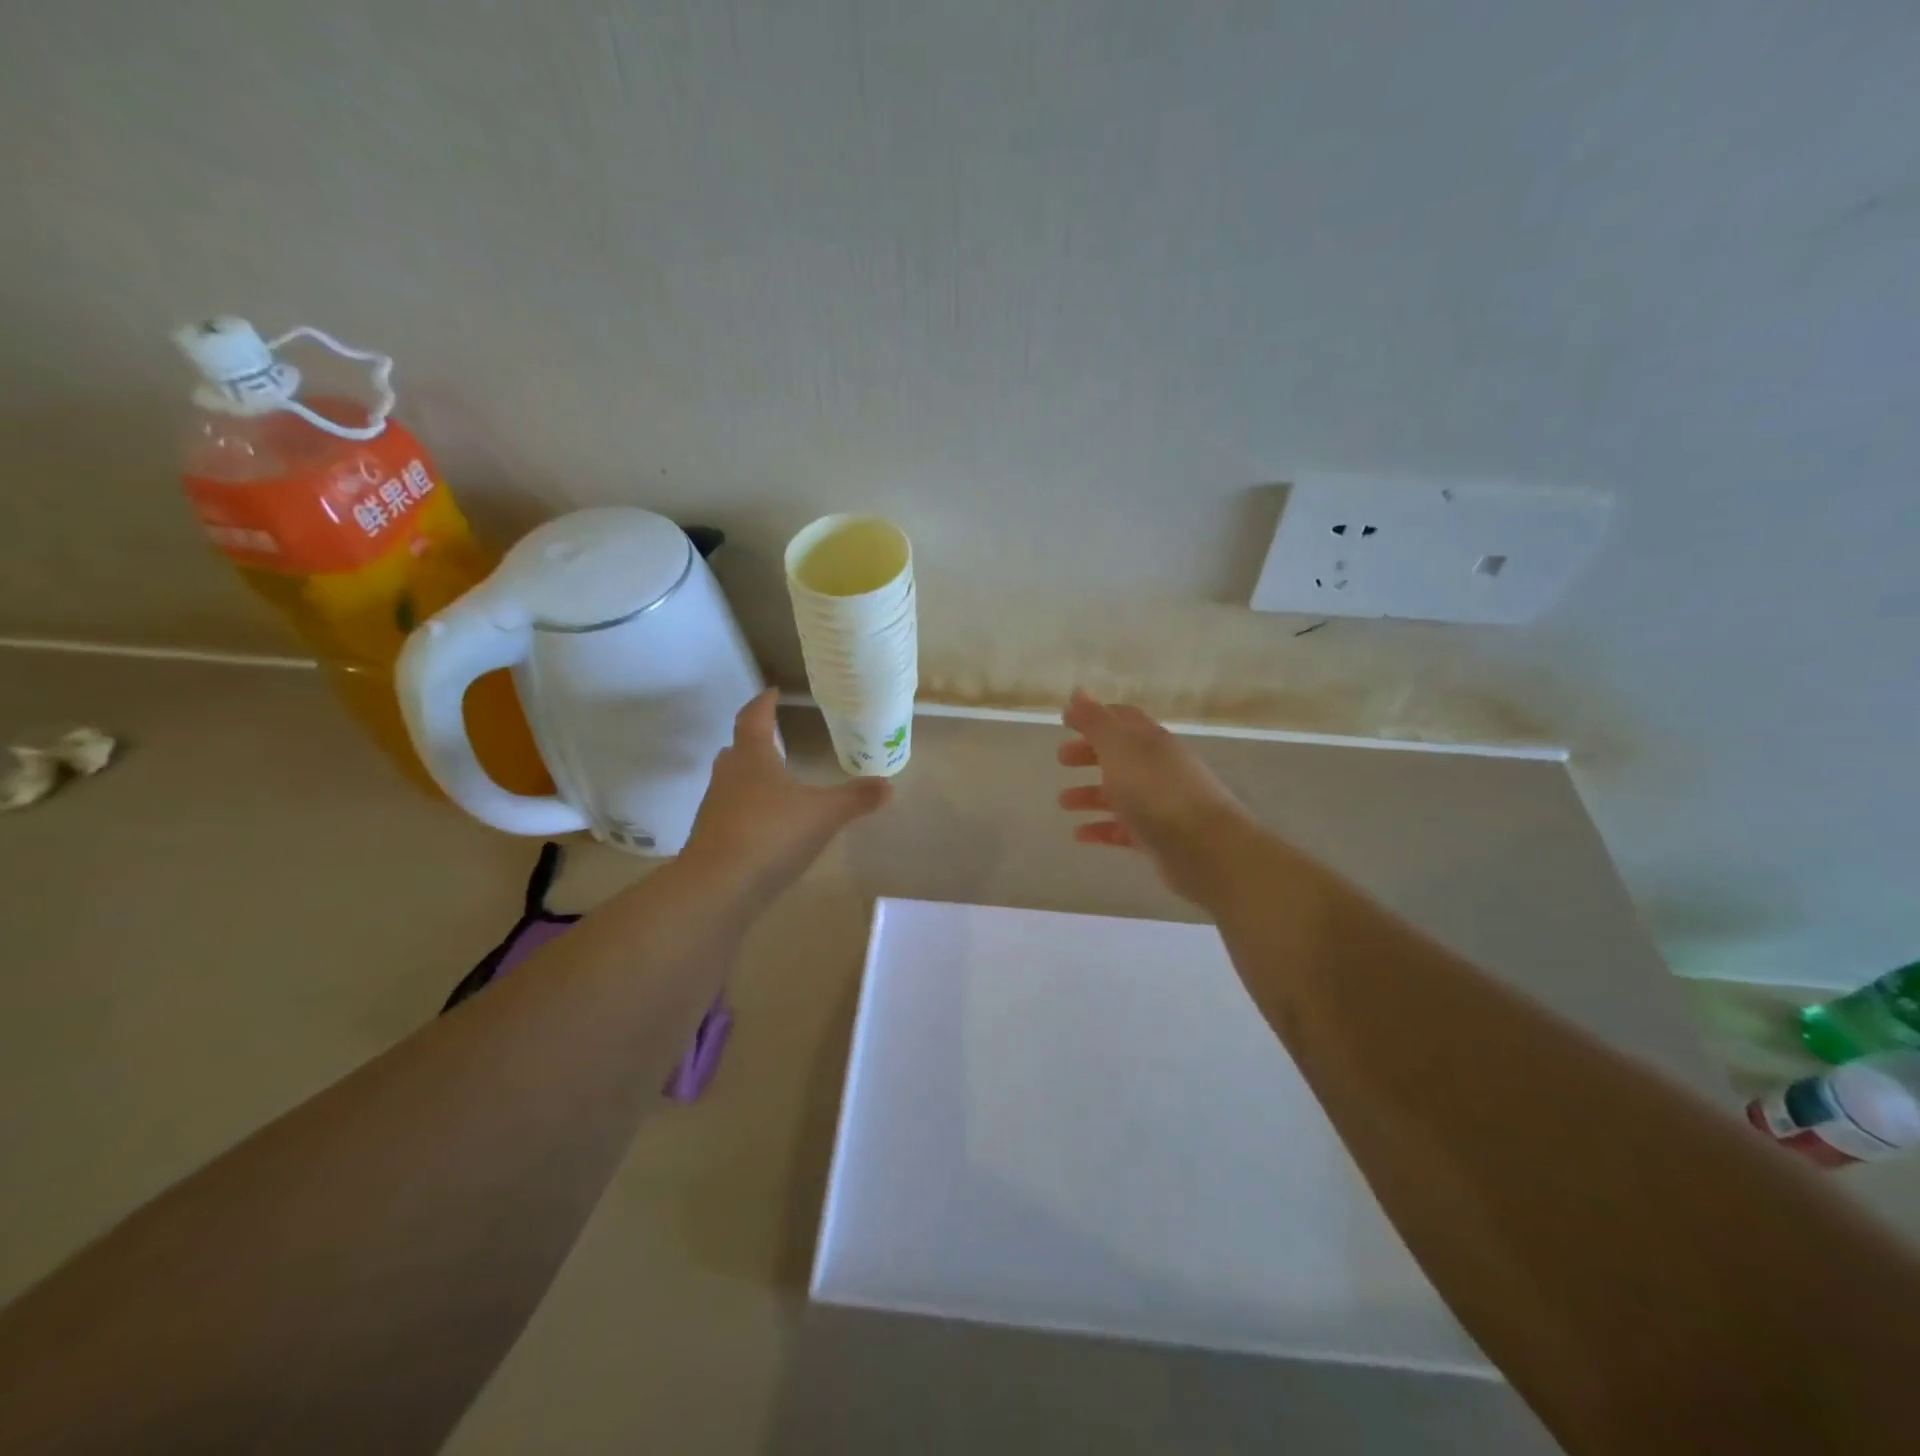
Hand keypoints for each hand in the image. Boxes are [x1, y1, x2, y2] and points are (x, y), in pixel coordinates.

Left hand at [683, 690, 891, 902]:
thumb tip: (889, 785)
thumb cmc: (772, 834)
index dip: (764, 703)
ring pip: (732, 782)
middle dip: (753, 740)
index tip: (772, 692)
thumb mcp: (824, 814)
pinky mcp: (711, 839)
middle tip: (773, 736)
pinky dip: (747, 809)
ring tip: (774, 780)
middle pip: (737, 749)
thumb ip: (855, 799)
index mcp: (753, 758)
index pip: (754, 719)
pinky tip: (767, 824)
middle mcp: (729, 776)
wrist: (718, 887)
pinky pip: (731, 813)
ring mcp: (715, 808)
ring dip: (749, 776)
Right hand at [1057, 689, 1258, 906]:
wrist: (1204, 847)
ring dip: (1090, 794)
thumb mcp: (1119, 748)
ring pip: (1120, 793)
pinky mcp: (1158, 836)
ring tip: (1062, 802)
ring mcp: (1160, 803)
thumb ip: (1096, 721)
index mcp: (1150, 740)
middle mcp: (1157, 767)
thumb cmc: (1156, 790)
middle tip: (1061, 759)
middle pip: (1119, 755)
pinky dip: (1101, 829)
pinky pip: (1123, 829)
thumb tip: (1078, 691)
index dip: (1094, 717)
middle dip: (1089, 754)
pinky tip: (1080, 835)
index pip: (1122, 719)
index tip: (1065, 721)